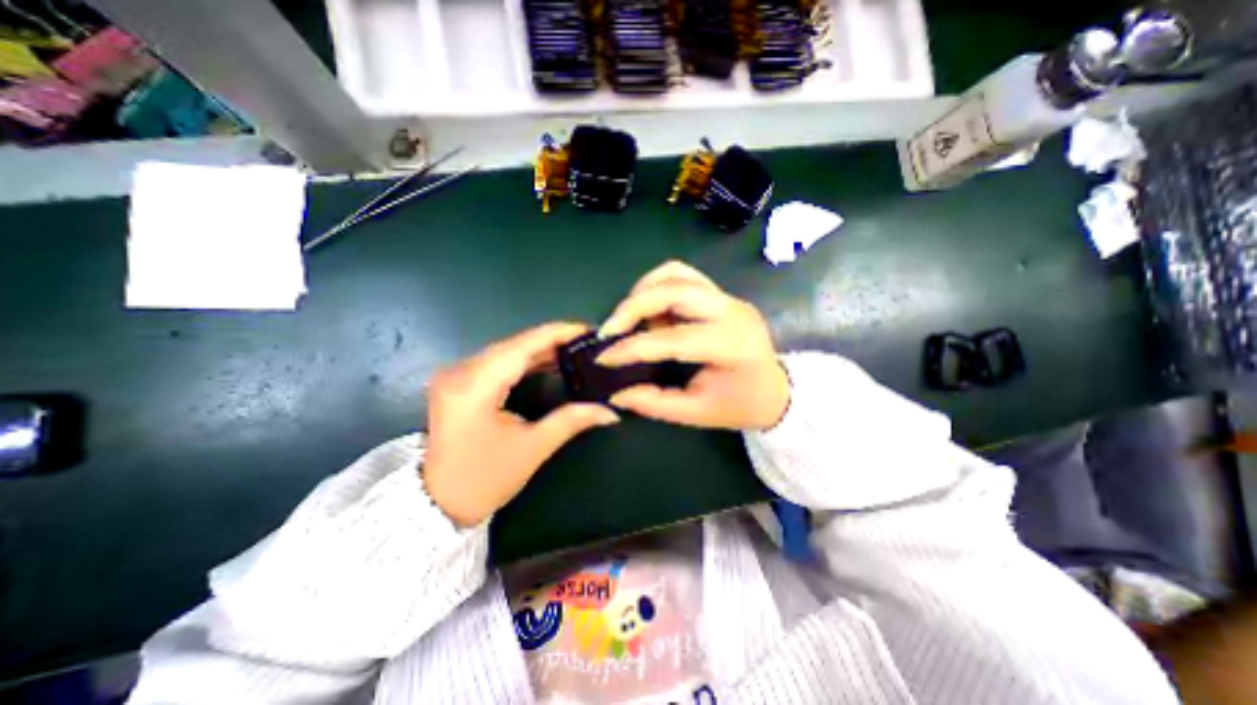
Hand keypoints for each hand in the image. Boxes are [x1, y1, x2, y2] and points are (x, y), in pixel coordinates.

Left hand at [421, 321, 616, 526]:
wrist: (437, 504)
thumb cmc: (484, 479)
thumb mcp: (532, 448)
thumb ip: (572, 420)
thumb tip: (609, 411)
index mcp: (474, 386)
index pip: (522, 346)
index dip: (556, 333)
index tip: (587, 329)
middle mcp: (460, 371)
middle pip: (514, 344)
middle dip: (552, 340)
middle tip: (586, 341)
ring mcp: (455, 374)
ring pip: (506, 350)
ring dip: (540, 349)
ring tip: (573, 349)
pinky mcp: (458, 382)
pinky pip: (497, 361)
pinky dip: (524, 359)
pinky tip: (548, 361)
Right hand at [594, 261, 782, 432]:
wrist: (774, 390)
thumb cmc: (739, 405)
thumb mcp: (696, 413)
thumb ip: (654, 403)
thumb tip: (615, 393)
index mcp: (730, 345)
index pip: (672, 339)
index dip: (632, 348)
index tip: (603, 358)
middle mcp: (731, 311)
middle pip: (674, 288)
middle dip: (633, 306)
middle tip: (610, 330)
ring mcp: (728, 298)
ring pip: (676, 274)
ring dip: (644, 291)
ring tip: (630, 320)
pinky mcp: (721, 295)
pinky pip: (682, 277)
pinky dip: (658, 288)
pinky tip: (651, 312)